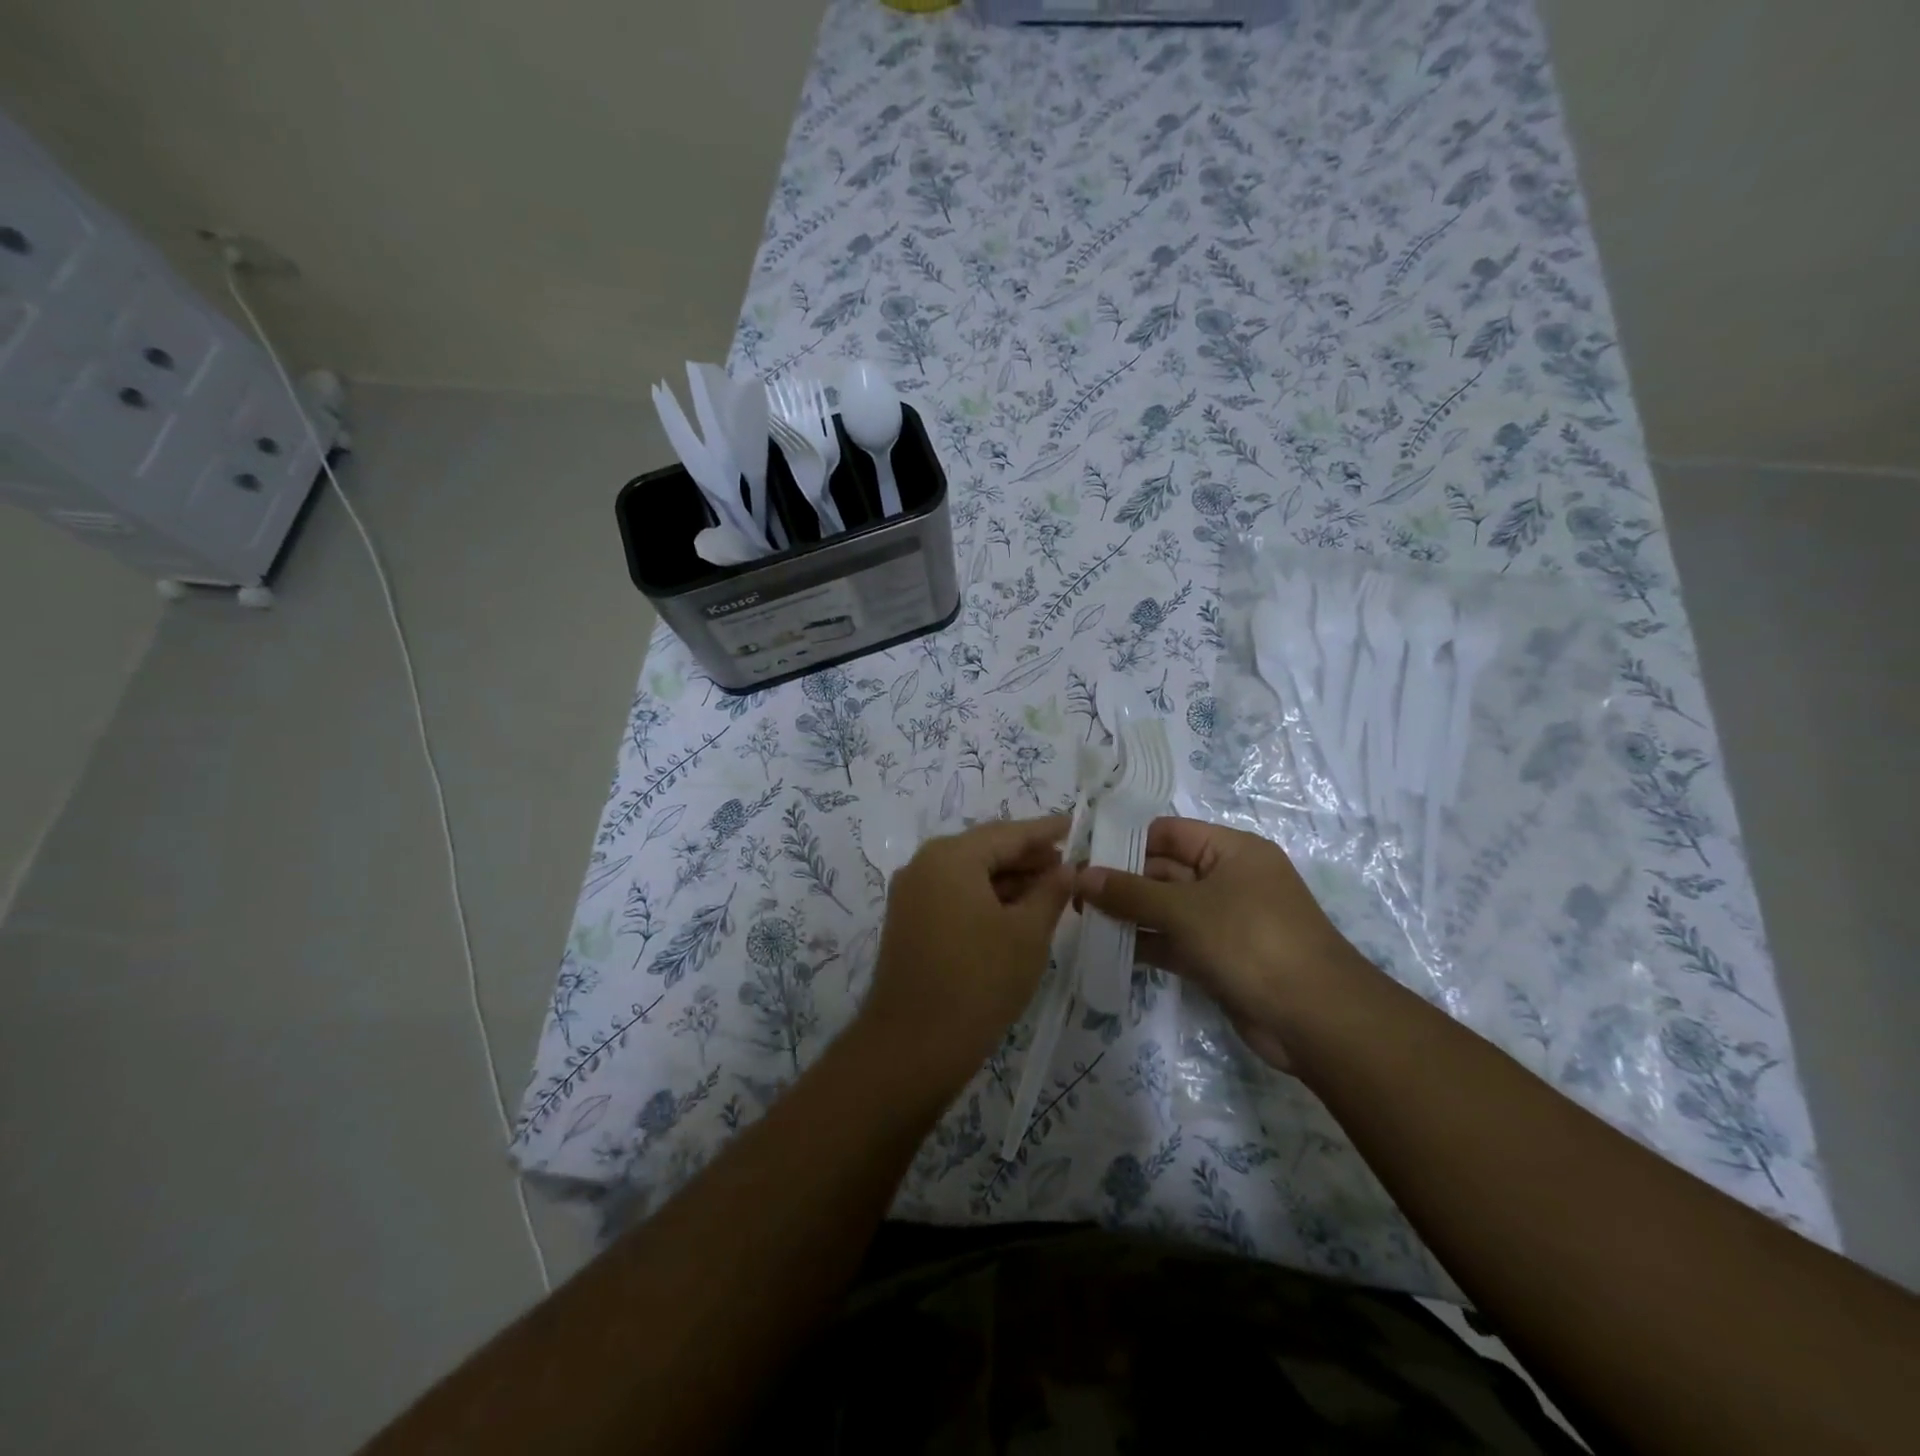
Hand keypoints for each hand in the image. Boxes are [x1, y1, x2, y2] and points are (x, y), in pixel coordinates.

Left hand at [857, 815, 1072, 1093]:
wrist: (913, 1045)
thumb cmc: (979, 981)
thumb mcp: (1027, 933)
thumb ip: (1051, 892)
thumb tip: (1067, 868)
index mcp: (951, 856)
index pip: (1007, 833)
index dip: (1044, 831)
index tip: (1074, 824)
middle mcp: (924, 865)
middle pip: (985, 849)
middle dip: (1027, 856)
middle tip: (1068, 864)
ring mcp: (911, 894)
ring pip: (969, 874)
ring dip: (1008, 879)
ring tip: (1050, 889)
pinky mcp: (909, 922)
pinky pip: (954, 895)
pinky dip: (985, 898)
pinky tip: (1015, 912)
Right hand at [1074, 817, 1374, 1069]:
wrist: (1315, 1019)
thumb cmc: (1251, 942)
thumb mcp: (1185, 910)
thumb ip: (1130, 892)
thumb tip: (1080, 875)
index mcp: (1231, 851)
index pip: (1169, 832)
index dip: (1126, 840)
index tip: (1083, 855)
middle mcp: (1228, 879)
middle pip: (1164, 870)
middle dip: (1122, 881)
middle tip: (1073, 892)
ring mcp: (1224, 921)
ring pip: (1166, 908)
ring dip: (1129, 914)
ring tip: (1080, 919)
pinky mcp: (1218, 958)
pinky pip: (1173, 941)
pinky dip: (1145, 943)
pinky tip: (1107, 948)